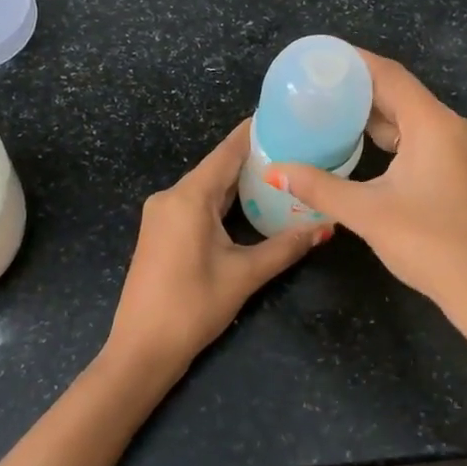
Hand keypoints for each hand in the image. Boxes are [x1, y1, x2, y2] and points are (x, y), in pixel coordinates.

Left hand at [106, 121, 326, 376]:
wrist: (141, 349)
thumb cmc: (193, 307)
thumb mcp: (244, 275)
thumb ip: (285, 247)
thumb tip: (325, 228)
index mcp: (189, 197)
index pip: (227, 152)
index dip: (255, 132)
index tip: (285, 116)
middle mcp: (171, 196)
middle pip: (217, 167)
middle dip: (254, 157)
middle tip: (295, 147)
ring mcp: (161, 214)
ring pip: (207, 186)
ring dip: (239, 181)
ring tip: (280, 171)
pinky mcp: (160, 231)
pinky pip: (195, 203)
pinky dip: (223, 199)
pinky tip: (249, 202)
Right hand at [269, 50, 466, 325]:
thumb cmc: (431, 244)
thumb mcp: (368, 213)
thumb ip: (320, 187)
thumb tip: (276, 169)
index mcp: (434, 124)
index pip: (389, 75)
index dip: (354, 62)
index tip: (319, 57)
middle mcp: (452, 127)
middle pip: (401, 93)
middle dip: (358, 88)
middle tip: (315, 87)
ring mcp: (462, 150)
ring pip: (411, 118)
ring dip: (374, 114)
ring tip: (330, 112)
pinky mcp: (462, 171)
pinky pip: (422, 138)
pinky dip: (391, 136)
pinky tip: (363, 146)